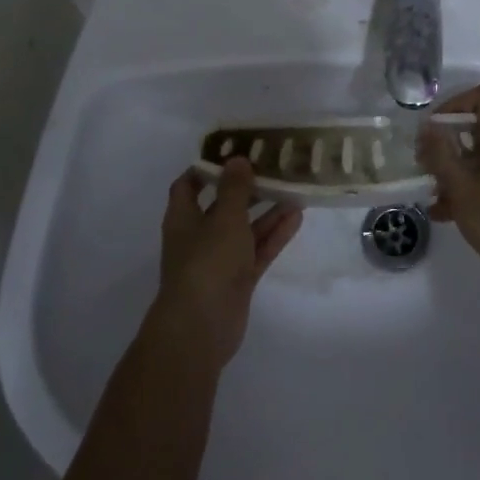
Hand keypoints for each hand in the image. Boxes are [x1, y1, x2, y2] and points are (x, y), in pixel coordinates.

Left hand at [150, 159, 301, 369]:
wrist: (202, 327)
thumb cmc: (207, 262)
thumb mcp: (224, 218)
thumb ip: (235, 189)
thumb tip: (238, 159)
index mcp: (183, 218)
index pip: (189, 185)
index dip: (208, 168)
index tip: (234, 152)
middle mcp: (198, 236)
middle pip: (222, 206)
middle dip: (246, 188)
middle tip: (273, 168)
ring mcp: (219, 260)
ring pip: (245, 229)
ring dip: (267, 211)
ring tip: (293, 190)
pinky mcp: (238, 280)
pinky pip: (257, 250)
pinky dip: (274, 235)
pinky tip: (296, 217)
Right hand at [419, 83, 479, 282]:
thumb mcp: (459, 185)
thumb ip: (440, 152)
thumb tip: (426, 127)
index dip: (456, 103)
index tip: (435, 127)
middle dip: (450, 142)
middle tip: (429, 161)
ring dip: (457, 167)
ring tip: (434, 193)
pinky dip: (471, 183)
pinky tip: (446, 211)